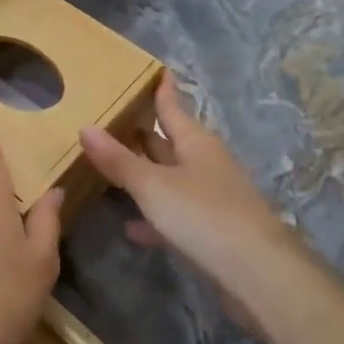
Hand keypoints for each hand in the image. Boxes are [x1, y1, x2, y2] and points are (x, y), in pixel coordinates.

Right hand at [80, 76, 306, 332]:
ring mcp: (211, 198)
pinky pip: (174, 215)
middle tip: (113, 119)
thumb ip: (118, 160)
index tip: (156, 70)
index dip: (162, 90)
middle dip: (144, 133)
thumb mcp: (153, 186)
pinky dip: (152, 217)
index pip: (173, 108)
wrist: (257, 273)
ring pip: (170, 179)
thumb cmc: (203, 215)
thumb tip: (86, 127)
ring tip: (111, 169)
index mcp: (196, 143)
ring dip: (144, 175)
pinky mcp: (211, 231)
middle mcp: (205, 164)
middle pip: (169, 142)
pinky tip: (130, 227)